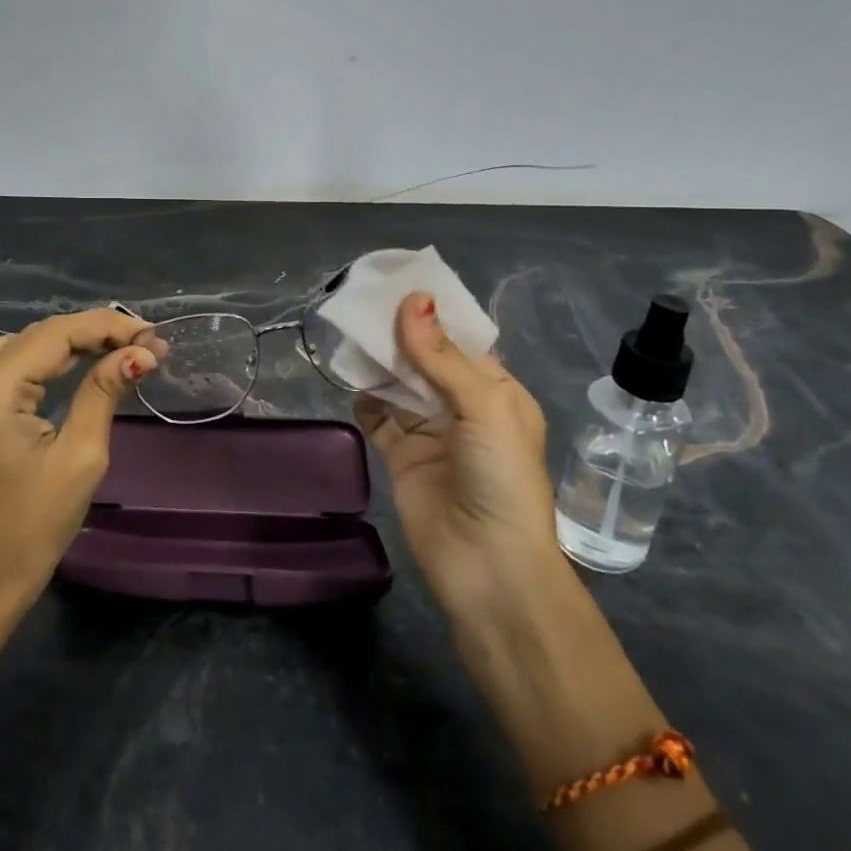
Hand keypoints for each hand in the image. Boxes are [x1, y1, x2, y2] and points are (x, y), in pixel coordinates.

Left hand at [0, 308, 156, 606]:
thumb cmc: (34, 525)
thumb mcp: (80, 456)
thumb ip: (104, 392)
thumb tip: (141, 353)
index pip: (55, 335)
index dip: (107, 327)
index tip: (153, 336)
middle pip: (39, 335)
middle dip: (94, 334)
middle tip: (145, 343)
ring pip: (24, 344)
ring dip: (71, 341)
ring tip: (117, 347)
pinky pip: (9, 363)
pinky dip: (45, 357)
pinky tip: (74, 361)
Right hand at [355, 292, 561, 629]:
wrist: (488, 567)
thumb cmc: (501, 477)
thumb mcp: (484, 407)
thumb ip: (441, 356)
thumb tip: (413, 299)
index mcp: (496, 392)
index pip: (461, 342)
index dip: (432, 314)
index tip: (397, 283)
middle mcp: (463, 408)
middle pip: (425, 360)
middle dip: (399, 334)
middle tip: (362, 301)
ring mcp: (430, 433)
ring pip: (399, 385)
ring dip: (378, 362)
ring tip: (349, 330)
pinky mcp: (402, 457)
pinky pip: (378, 418)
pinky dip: (364, 398)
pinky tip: (348, 378)